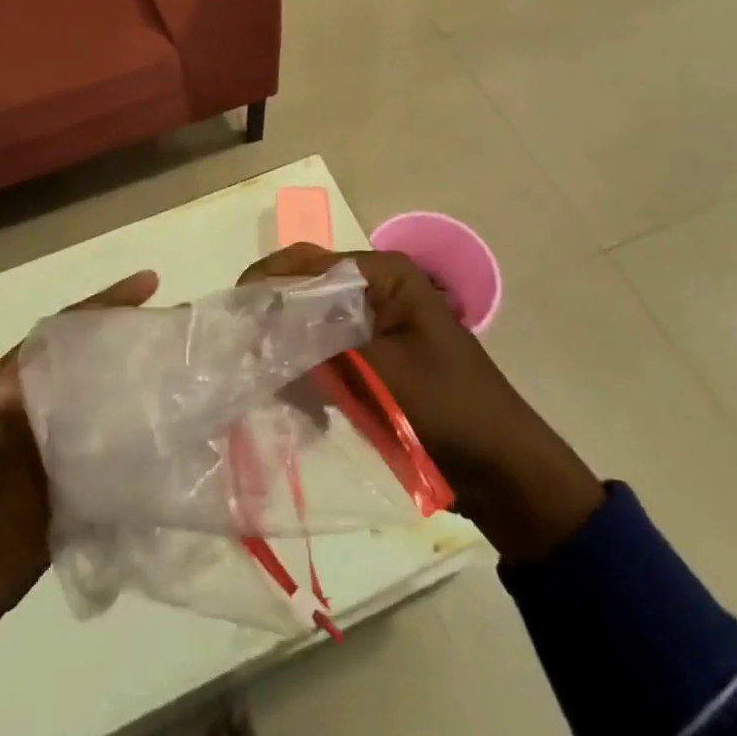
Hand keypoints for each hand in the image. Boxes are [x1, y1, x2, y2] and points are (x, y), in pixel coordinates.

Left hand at [0, 270, 157, 637]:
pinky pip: (111, 463)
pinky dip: (138, 451)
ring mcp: (55, 452)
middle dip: (134, 343)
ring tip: (193, 378)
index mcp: (6, 388)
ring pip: (107, 409)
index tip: (148, 284)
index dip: (102, 306)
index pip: (62, 334)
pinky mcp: (70, 495)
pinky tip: (175, 445)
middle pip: (93, 365)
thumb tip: (16, 377)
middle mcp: (37, 411)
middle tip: (185, 330)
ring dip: (142, 393)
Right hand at [239, 245, 603, 561]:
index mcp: (386, 276)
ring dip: (292, 356)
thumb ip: (317, 348)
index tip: (231, 314)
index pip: (310, 262)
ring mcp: (376, 326)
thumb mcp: (379, 375)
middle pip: (308, 293)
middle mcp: (378, 290)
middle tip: (243, 356)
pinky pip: (328, 357)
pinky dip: (311, 378)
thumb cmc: (448, 410)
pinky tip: (306, 411)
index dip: (267, 281)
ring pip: (313, 327)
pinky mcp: (375, 361)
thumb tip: (256, 333)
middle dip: (276, 323)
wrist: (505, 473)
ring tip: (272, 390)